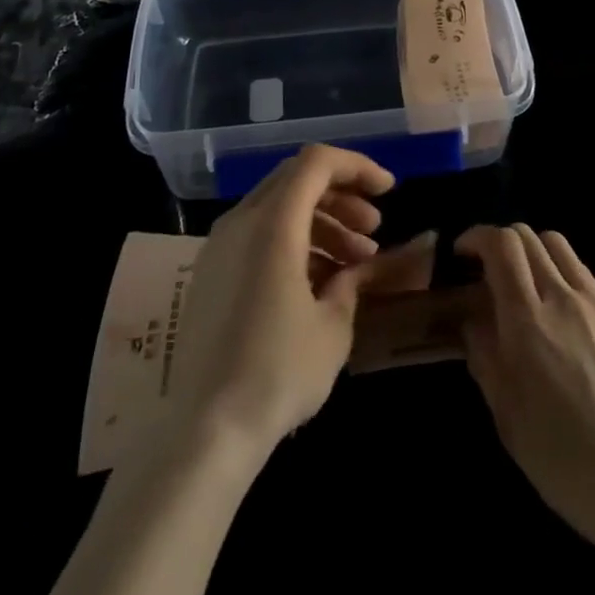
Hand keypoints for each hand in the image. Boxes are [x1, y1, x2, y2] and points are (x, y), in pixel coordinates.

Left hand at [167, 145, 430, 456]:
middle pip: (296, 179)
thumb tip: (359, 266)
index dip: (357, 167)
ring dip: (321, 222)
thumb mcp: (333, 326)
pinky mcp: (211, 273)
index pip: (317, 162)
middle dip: (341, 195)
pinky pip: (258, 235)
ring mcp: (220, 246)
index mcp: (272, 223)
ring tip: (356, 261)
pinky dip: (294, 241)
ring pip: (278, 207)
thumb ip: (352, 280)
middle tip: (374, 229)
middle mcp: (241, 221)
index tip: (389, 191)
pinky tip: (319, 281)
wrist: (205, 431)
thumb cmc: (278, 372)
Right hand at [457, 224, 594, 559]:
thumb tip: (474, 323)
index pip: (502, 245)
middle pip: (528, 235)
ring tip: (522, 282)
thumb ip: (486, 360)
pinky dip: (559, 270)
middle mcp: (562, 298)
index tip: (461, 253)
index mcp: (528, 322)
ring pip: (557, 244)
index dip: (477, 236)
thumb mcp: (509, 420)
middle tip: (486, 269)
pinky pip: (582, 272)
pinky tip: (557, 309)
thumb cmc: (568, 462)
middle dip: (499, 241)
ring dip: (531, 249)